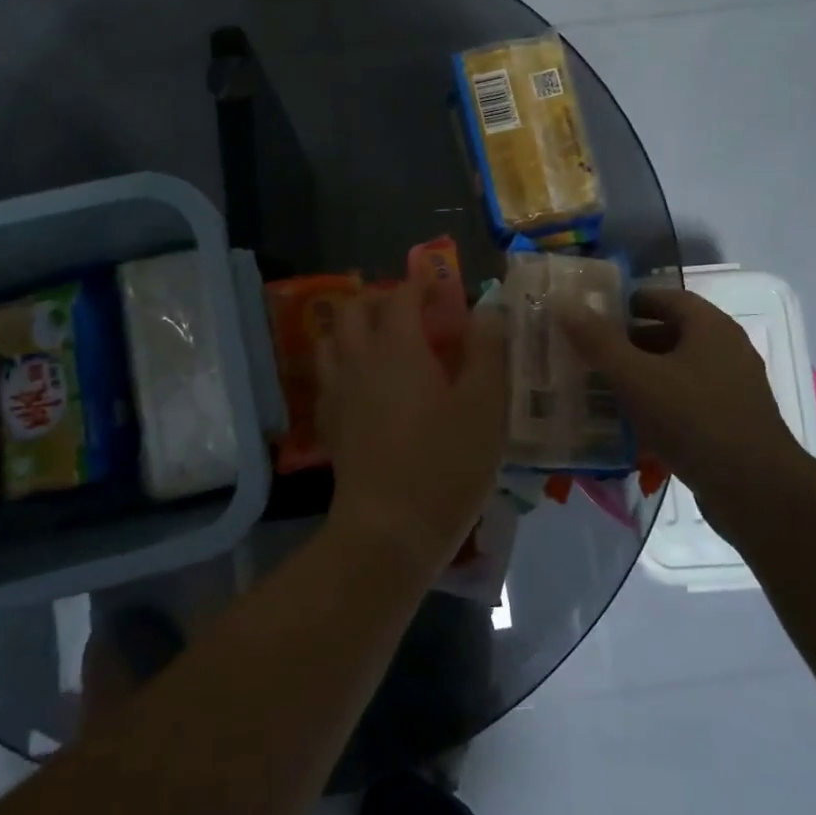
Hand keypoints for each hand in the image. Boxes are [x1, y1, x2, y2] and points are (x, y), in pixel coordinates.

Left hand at [317, 279, 508, 578]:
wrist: (388, 530)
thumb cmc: (445, 464)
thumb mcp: (485, 405)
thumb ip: (487, 351)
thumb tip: (486, 311)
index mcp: (397, 347)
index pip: (401, 295)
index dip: (422, 285)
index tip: (443, 290)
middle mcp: (358, 360)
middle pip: (355, 308)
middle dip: (382, 299)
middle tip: (414, 313)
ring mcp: (337, 392)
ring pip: (332, 339)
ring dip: (355, 328)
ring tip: (385, 342)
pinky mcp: (329, 423)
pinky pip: (328, 376)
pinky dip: (344, 364)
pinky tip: (367, 385)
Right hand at [556, 288, 806, 501]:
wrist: (757, 491)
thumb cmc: (694, 420)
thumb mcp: (636, 377)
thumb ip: (598, 341)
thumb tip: (564, 303)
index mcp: (710, 327)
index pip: (665, 298)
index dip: (627, 302)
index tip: (592, 316)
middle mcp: (726, 350)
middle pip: (669, 334)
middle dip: (627, 343)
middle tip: (588, 355)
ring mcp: (732, 388)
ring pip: (676, 371)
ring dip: (640, 376)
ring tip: (600, 389)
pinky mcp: (731, 423)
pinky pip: (686, 402)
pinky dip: (657, 405)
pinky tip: (629, 425)